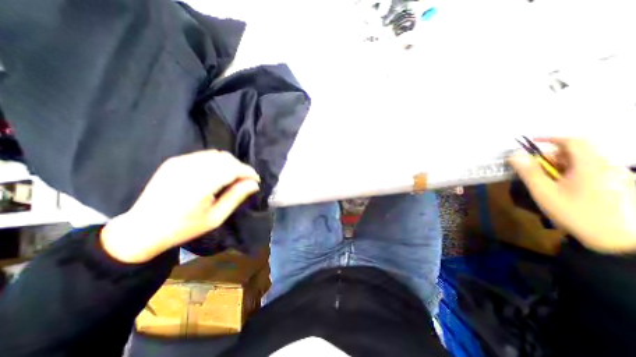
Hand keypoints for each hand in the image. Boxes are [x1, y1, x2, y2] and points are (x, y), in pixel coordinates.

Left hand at [100, 150, 259, 263]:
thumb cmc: (184, 227)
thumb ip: (236, 197)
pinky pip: (204, 155)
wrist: (143, 228)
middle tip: (245, 181)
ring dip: (230, 164)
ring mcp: (180, 162)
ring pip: (216, 154)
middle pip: (226, 158)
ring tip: (233, 177)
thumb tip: (254, 184)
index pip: (232, 169)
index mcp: (200, 185)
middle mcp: (190, 168)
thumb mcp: (216, 217)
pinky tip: (216, 174)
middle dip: (240, 167)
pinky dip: (217, 162)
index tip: (256, 180)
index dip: (248, 172)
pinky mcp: (175, 161)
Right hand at [511, 136, 635, 253]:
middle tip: (536, 170)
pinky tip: (568, 189)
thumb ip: (529, 172)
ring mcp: (618, 176)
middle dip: (553, 156)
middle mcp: (608, 166)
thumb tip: (515, 154)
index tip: (532, 142)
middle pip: (578, 151)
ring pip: (585, 162)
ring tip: (550, 183)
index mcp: (590, 165)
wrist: (618, 242)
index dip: (551, 138)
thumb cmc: (576, 213)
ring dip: (562, 166)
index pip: (573, 141)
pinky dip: (574, 173)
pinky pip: (593, 171)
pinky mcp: (622, 186)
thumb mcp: (545, 193)